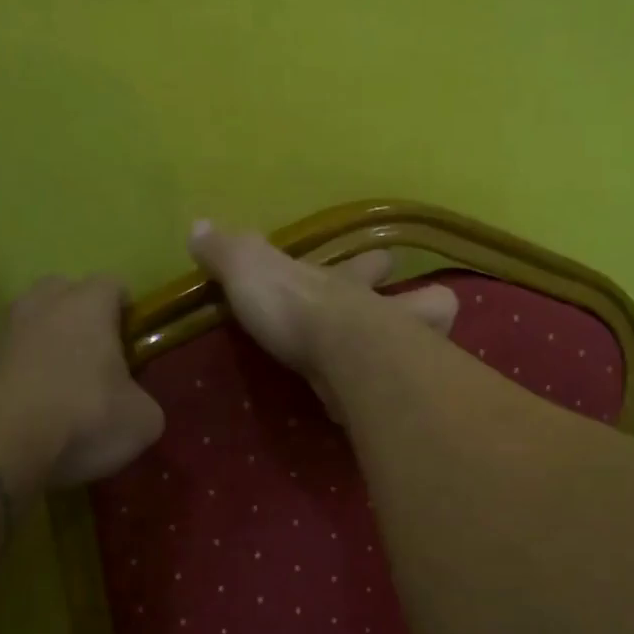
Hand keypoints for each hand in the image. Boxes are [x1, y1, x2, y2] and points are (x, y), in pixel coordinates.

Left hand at [0, 274, 164, 487]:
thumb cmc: (84, 416)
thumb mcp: (142, 421)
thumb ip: (144, 403)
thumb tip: (133, 407)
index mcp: (88, 305)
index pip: (113, 284)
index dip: (126, 310)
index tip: (133, 341)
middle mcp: (41, 304)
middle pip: (63, 292)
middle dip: (79, 315)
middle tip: (95, 356)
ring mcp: (1, 330)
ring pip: (29, 323)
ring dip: (44, 344)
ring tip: (60, 386)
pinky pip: (6, 357)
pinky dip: (19, 373)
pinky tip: (30, 408)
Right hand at [186, 222, 457, 411]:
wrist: (338, 357)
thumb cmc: (297, 308)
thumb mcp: (250, 270)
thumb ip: (228, 252)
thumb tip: (198, 226)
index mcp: (349, 284)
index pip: (371, 264)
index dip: (374, 263)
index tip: (381, 261)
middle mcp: (384, 314)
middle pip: (428, 301)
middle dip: (423, 303)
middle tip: (410, 315)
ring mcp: (401, 354)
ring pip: (435, 344)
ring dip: (431, 348)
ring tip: (416, 362)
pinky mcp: (396, 396)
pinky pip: (407, 393)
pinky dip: (401, 397)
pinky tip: (387, 408)